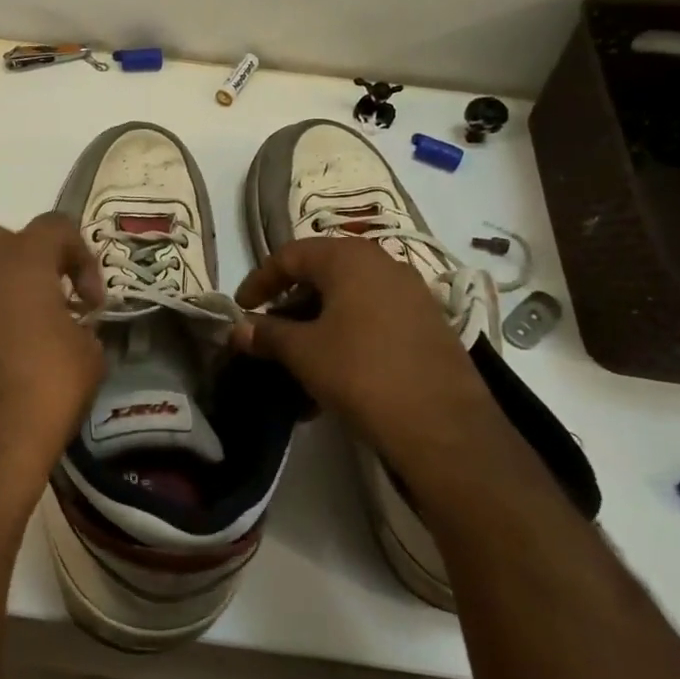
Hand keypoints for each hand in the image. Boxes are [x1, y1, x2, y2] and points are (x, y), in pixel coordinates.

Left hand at [0, 214, 106, 514]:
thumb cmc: (47, 388)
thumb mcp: (90, 356)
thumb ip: (82, 327)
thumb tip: (74, 328)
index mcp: (24, 262)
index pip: (56, 226)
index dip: (80, 256)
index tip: (90, 300)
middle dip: (21, 260)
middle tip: (42, 298)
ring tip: (1, 325)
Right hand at [230, 237, 511, 484]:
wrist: (441, 424)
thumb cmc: (360, 372)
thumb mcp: (303, 352)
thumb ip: (267, 334)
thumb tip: (238, 329)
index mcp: (349, 258)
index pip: (291, 255)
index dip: (260, 280)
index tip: (241, 308)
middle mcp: (383, 264)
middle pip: (323, 273)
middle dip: (290, 302)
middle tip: (269, 330)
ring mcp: (411, 293)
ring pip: (349, 299)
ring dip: (317, 323)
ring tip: (298, 359)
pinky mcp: (428, 324)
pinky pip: (374, 319)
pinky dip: (346, 336)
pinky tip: (333, 374)